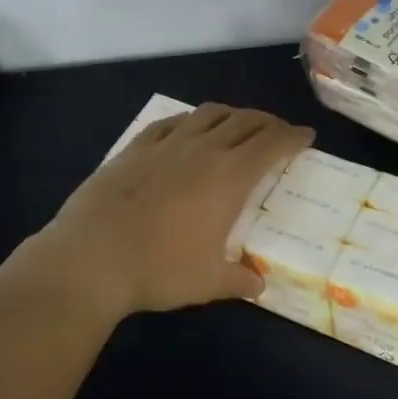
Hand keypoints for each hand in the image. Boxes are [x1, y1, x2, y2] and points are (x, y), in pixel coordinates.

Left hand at [15, 103, 312, 319]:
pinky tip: (189, 128)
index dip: (293, 137)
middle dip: (268, 122)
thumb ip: (238, 280)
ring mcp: (168, 144)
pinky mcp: (136, 147)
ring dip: (232, 114)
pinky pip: (172, 122)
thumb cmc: (159, 269)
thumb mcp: (207, 282)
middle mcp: (204, 149)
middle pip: (245, 121)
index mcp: (230, 177)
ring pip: (209, 113)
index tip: (306, 136)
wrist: (91, 257)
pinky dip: (191, 119)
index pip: (272, 144)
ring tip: (238, 124)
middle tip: (278, 132)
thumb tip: (259, 285)